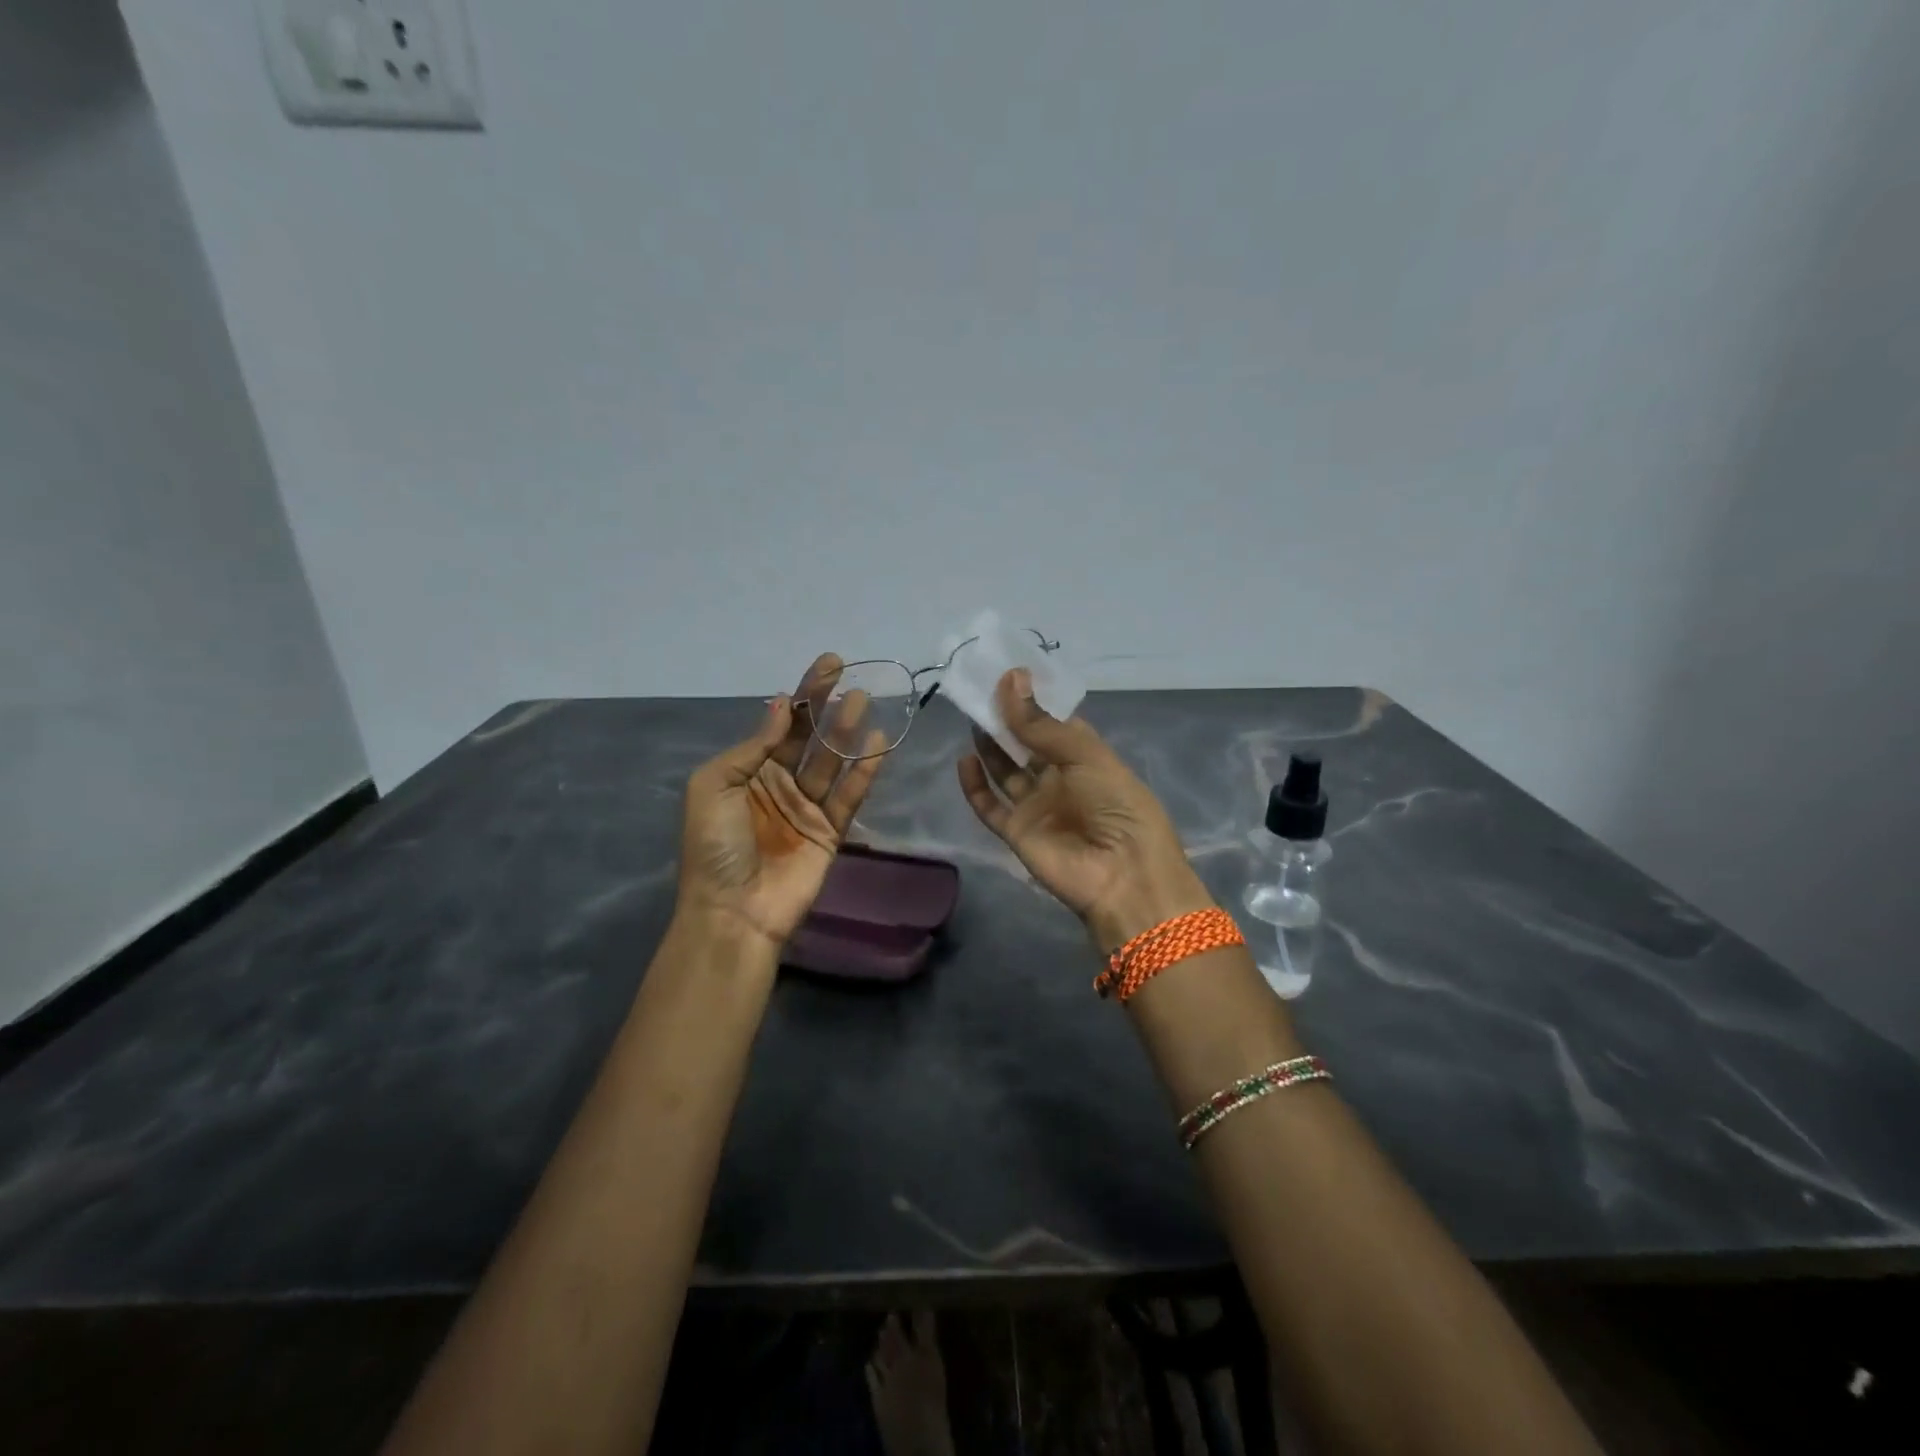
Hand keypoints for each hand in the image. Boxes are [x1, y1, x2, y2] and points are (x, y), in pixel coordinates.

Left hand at [677, 653, 886, 949]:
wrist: (733, 912)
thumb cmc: (715, 846)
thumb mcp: (715, 786)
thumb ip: (753, 747)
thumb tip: (783, 707)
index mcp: (747, 772)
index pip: (781, 725)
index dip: (803, 695)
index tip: (827, 666)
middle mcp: (779, 784)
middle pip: (809, 737)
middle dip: (826, 706)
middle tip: (848, 675)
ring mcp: (807, 808)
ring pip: (832, 761)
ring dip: (847, 731)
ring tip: (863, 700)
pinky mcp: (831, 832)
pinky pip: (850, 795)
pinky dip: (865, 770)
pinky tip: (879, 743)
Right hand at [956, 669, 1213, 952]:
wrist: (1123, 877)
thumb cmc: (1117, 806)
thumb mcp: (1086, 756)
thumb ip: (1041, 724)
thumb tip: (1010, 678)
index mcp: (1087, 758)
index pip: (1055, 723)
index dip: (1033, 701)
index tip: (1007, 674)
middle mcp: (1061, 779)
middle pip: (1026, 745)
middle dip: (1006, 720)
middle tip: (980, 690)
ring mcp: (1037, 806)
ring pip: (1005, 771)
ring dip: (989, 746)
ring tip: (970, 715)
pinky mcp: (1017, 831)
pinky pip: (989, 806)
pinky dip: (975, 785)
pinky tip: (964, 760)